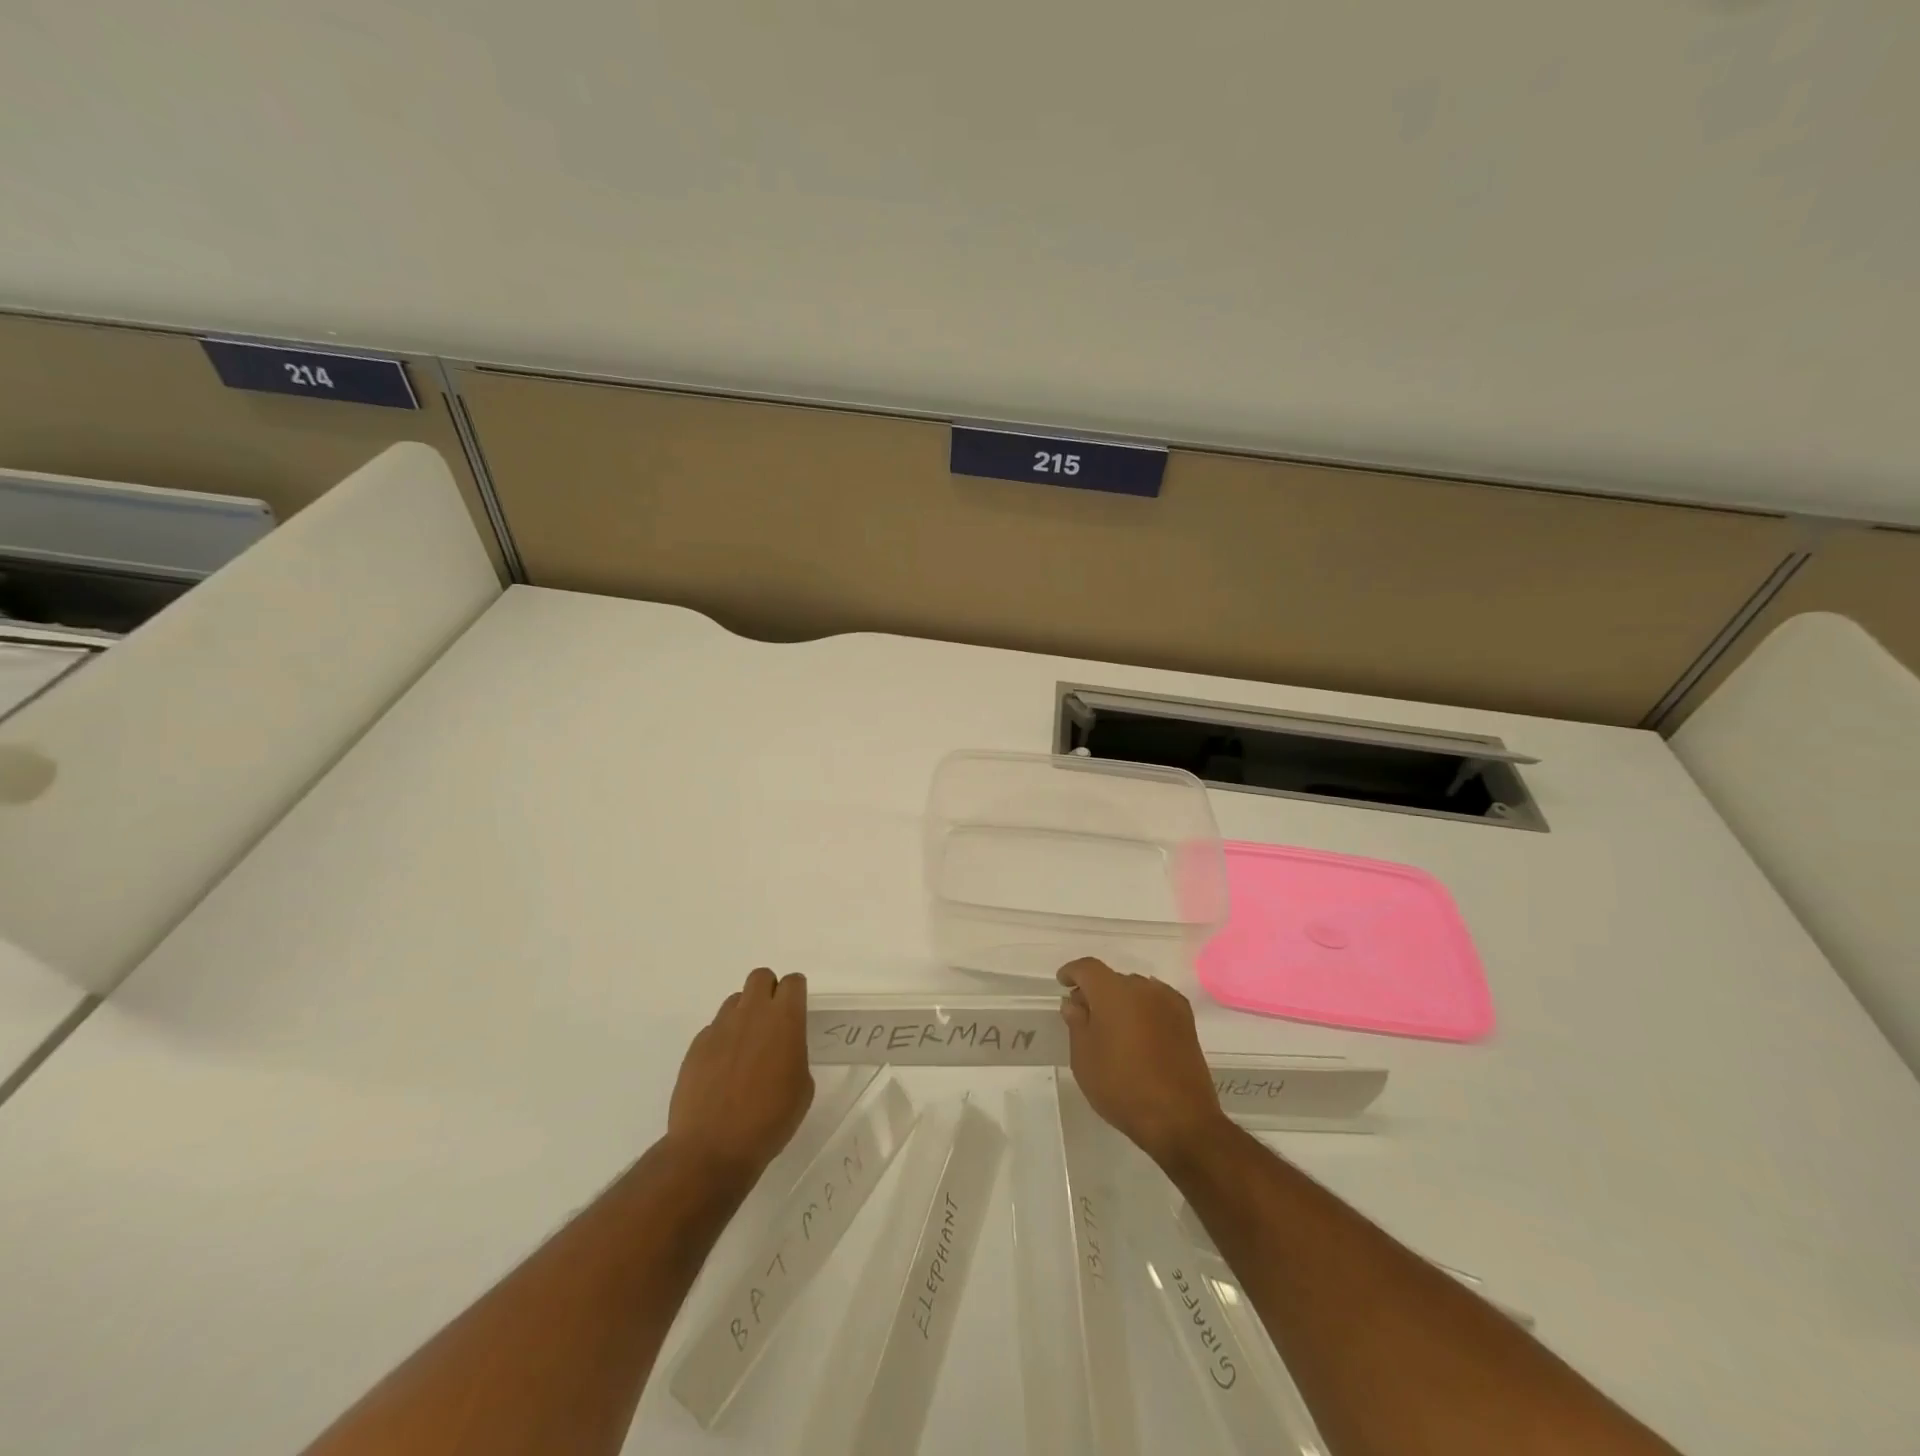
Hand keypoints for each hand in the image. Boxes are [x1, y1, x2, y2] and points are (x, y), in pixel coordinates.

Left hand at [667, 968, 813, 1190]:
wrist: (711, 1148)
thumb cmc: (769, 1120)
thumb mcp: (801, 1089)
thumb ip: (795, 1056)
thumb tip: (781, 1051)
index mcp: (784, 1020)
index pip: (793, 982)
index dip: (796, 993)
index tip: (797, 1011)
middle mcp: (752, 1014)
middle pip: (761, 977)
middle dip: (769, 991)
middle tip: (772, 1022)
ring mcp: (720, 1027)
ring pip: (735, 1001)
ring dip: (744, 1014)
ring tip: (745, 1048)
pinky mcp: (697, 1045)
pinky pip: (714, 1029)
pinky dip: (722, 1040)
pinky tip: (723, 1071)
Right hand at [1058, 957, 1226, 1166]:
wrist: (1180, 1118)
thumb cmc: (1122, 1086)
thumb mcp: (1084, 1058)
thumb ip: (1077, 1023)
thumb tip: (1074, 1003)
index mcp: (1113, 991)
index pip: (1088, 968)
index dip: (1072, 972)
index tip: (1063, 983)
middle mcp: (1143, 988)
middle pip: (1113, 979)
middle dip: (1096, 991)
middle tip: (1085, 1015)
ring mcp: (1169, 1003)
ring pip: (1136, 991)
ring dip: (1121, 1001)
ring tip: (1113, 1028)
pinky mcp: (1187, 1021)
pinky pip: (1157, 1003)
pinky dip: (1143, 1010)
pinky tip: (1139, 1033)